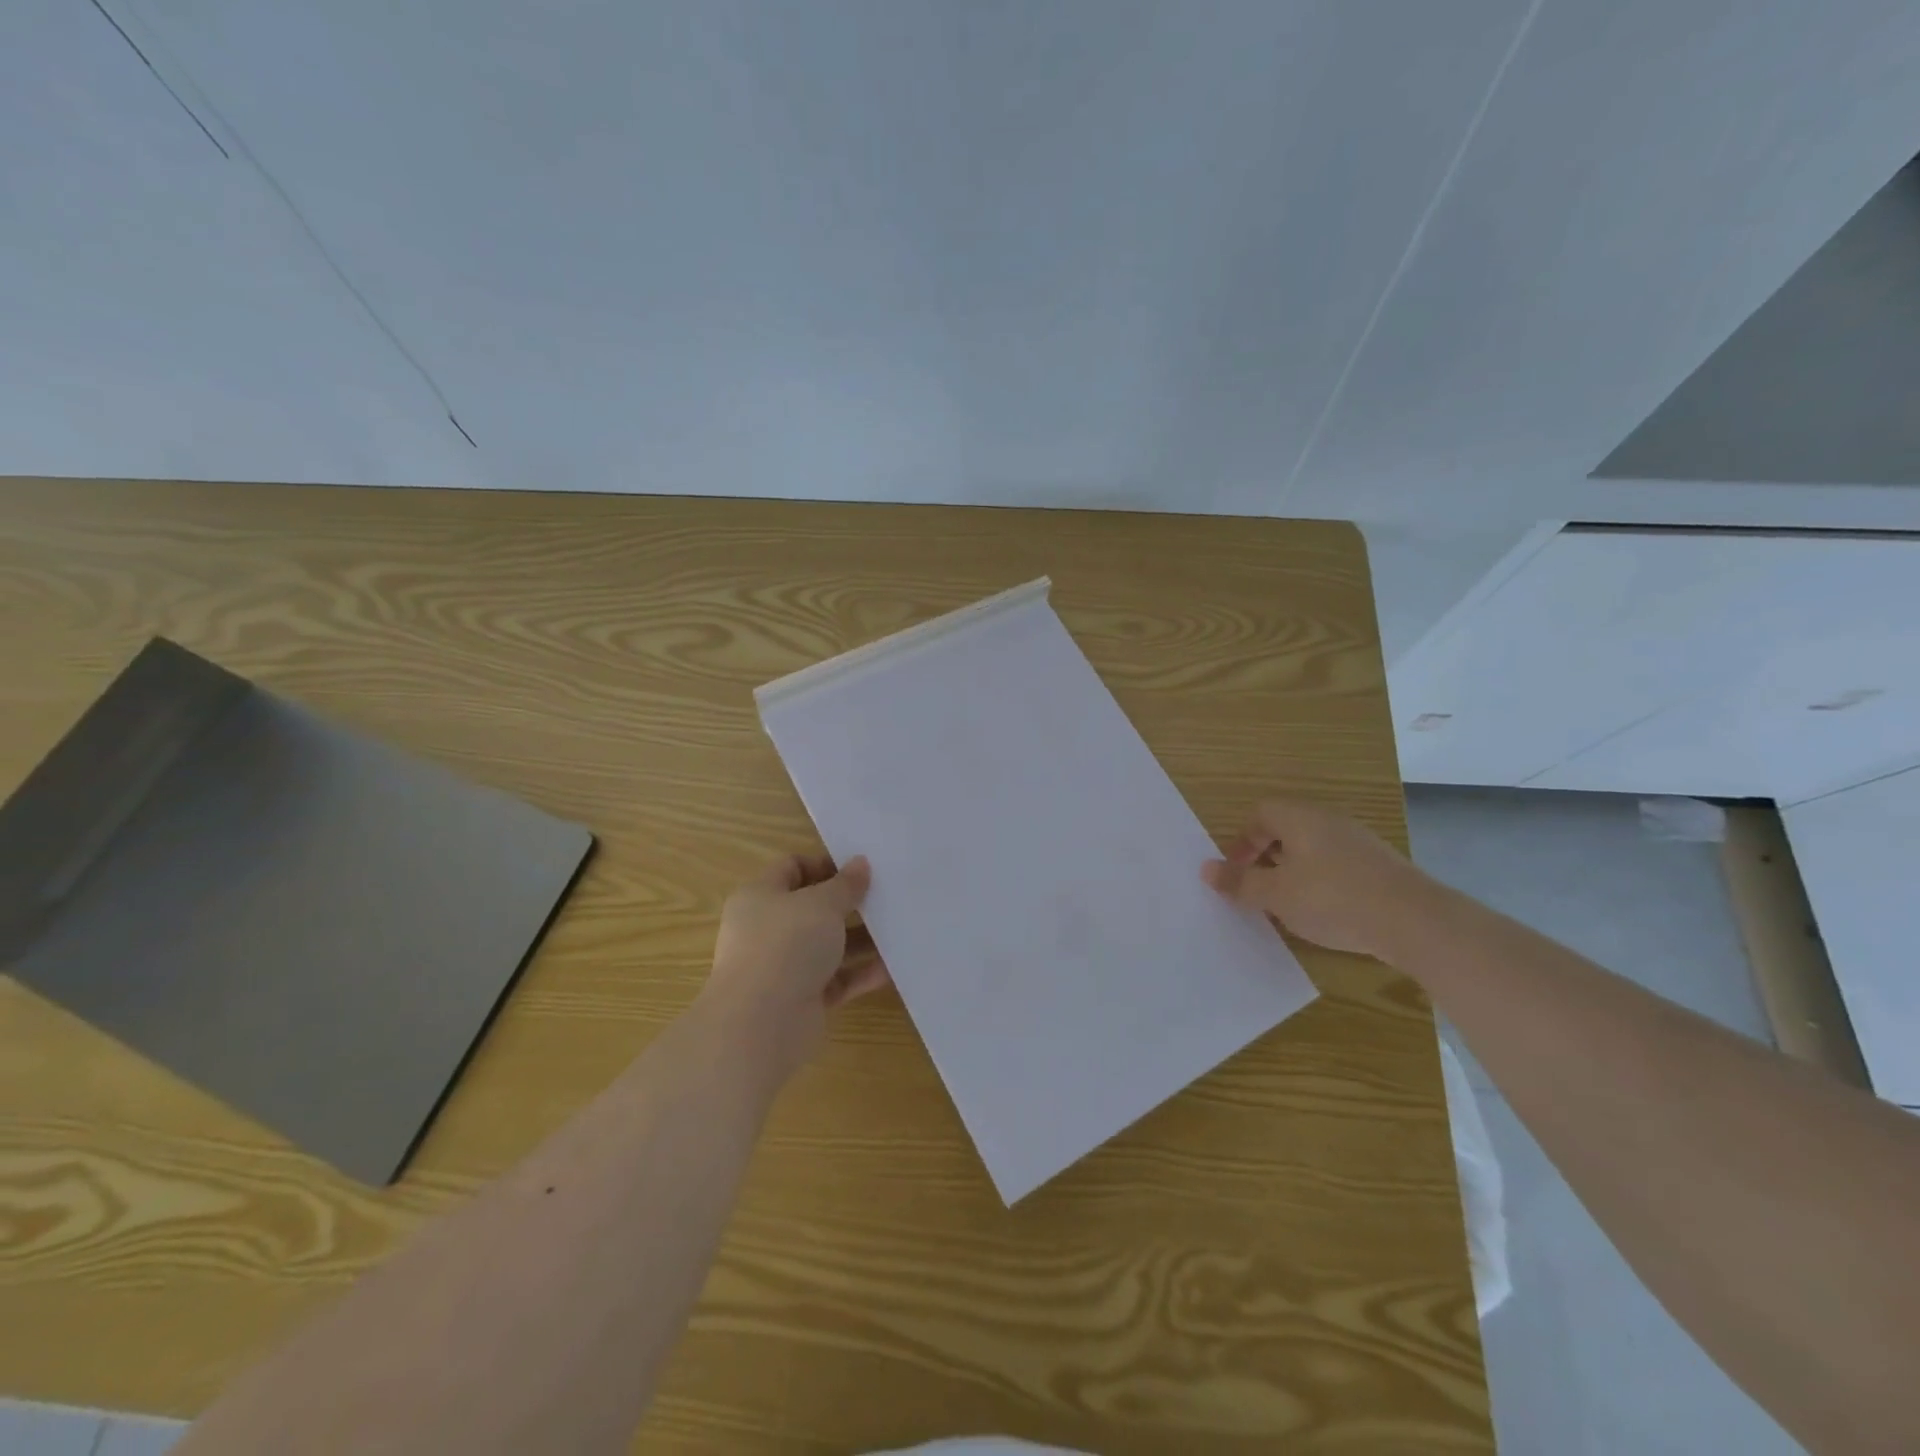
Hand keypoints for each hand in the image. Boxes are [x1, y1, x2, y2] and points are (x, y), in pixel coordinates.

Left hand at [699, 852, 889, 1077]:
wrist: (761, 1024)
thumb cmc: (786, 945)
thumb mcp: (821, 904)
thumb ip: (845, 884)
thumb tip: (860, 864)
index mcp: (761, 896)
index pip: (793, 868)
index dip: (826, 864)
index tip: (861, 867)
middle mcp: (769, 929)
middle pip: (813, 908)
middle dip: (849, 903)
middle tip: (886, 896)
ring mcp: (784, 966)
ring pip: (828, 946)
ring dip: (861, 939)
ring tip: (898, 928)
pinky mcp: (802, 999)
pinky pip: (837, 979)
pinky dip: (861, 972)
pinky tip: (893, 966)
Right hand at [1201, 800, 1437, 959]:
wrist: (1416, 922)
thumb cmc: (1333, 899)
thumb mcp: (1276, 896)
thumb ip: (1240, 883)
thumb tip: (1206, 870)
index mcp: (1300, 818)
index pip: (1260, 812)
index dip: (1242, 839)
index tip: (1237, 871)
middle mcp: (1329, 820)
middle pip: (1286, 828)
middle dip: (1266, 856)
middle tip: (1257, 888)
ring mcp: (1359, 841)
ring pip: (1312, 848)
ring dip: (1293, 871)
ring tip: (1288, 904)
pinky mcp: (1381, 865)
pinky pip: (1337, 864)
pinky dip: (1321, 881)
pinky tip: (1325, 912)